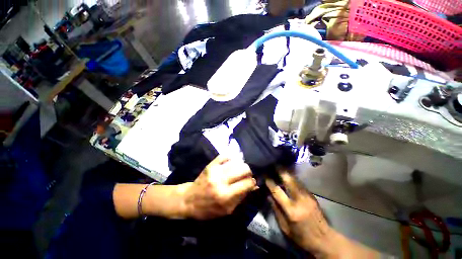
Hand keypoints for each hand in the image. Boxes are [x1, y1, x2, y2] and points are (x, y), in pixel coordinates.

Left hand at [181, 155, 256, 219]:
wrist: (189, 200)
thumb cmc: (208, 209)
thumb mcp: (227, 210)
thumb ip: (241, 197)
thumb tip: (254, 186)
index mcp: (226, 196)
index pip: (247, 183)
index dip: (253, 182)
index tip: (253, 182)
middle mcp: (221, 181)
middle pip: (243, 169)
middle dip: (249, 172)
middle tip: (248, 175)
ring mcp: (215, 171)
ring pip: (236, 162)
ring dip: (241, 165)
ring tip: (240, 169)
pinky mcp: (210, 165)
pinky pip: (224, 156)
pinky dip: (230, 158)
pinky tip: (231, 162)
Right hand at [266, 171, 333, 255]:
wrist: (324, 240)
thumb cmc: (301, 236)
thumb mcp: (285, 228)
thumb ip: (276, 210)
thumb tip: (269, 195)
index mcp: (291, 210)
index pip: (277, 191)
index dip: (270, 181)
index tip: (265, 174)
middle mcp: (299, 200)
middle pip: (288, 180)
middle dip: (280, 170)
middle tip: (274, 163)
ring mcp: (307, 196)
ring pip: (295, 179)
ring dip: (287, 171)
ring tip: (280, 165)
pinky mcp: (312, 195)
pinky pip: (300, 183)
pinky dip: (293, 177)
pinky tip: (288, 175)